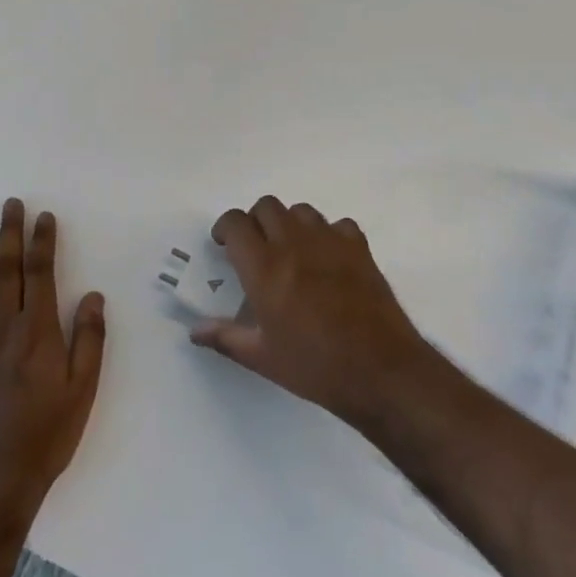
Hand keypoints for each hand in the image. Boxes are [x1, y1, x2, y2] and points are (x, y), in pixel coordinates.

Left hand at [0, 199, 105, 523]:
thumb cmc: (48, 434)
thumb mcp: (83, 390)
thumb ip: (88, 339)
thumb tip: (93, 295)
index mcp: (38, 333)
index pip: (40, 274)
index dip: (42, 242)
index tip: (44, 217)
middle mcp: (3, 330)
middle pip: (6, 272)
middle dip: (9, 235)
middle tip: (10, 204)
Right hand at [189, 196, 441, 427]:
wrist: (380, 370)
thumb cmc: (315, 366)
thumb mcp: (262, 358)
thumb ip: (225, 337)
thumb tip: (195, 331)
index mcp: (264, 267)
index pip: (235, 222)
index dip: (225, 228)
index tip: (224, 246)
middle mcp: (294, 244)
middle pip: (267, 206)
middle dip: (255, 221)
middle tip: (256, 249)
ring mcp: (330, 242)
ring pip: (301, 211)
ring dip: (290, 224)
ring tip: (292, 252)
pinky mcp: (360, 249)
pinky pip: (339, 225)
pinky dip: (329, 235)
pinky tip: (329, 260)